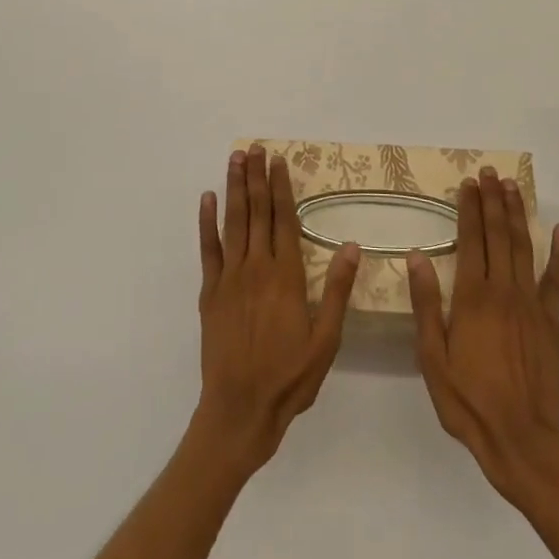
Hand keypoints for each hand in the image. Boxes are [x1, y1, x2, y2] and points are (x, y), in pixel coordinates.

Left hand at [193, 147, 359, 478]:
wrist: (239, 410)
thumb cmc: (289, 378)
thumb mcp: (326, 340)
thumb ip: (336, 290)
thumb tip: (352, 246)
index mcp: (286, 276)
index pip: (284, 219)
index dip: (281, 187)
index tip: (278, 160)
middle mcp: (256, 268)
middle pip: (257, 212)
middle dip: (256, 176)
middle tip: (255, 147)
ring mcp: (229, 278)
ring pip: (233, 222)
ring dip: (234, 188)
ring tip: (235, 158)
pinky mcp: (209, 292)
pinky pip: (208, 249)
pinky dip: (206, 222)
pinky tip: (207, 199)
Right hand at [408, 166, 558, 508]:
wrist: (522, 440)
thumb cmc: (469, 401)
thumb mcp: (433, 359)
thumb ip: (427, 305)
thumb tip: (417, 256)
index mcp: (473, 297)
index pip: (470, 240)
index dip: (469, 209)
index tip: (468, 183)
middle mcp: (503, 291)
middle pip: (498, 235)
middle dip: (493, 200)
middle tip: (490, 172)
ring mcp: (531, 304)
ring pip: (524, 247)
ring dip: (518, 214)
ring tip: (513, 186)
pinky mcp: (552, 322)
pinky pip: (556, 280)